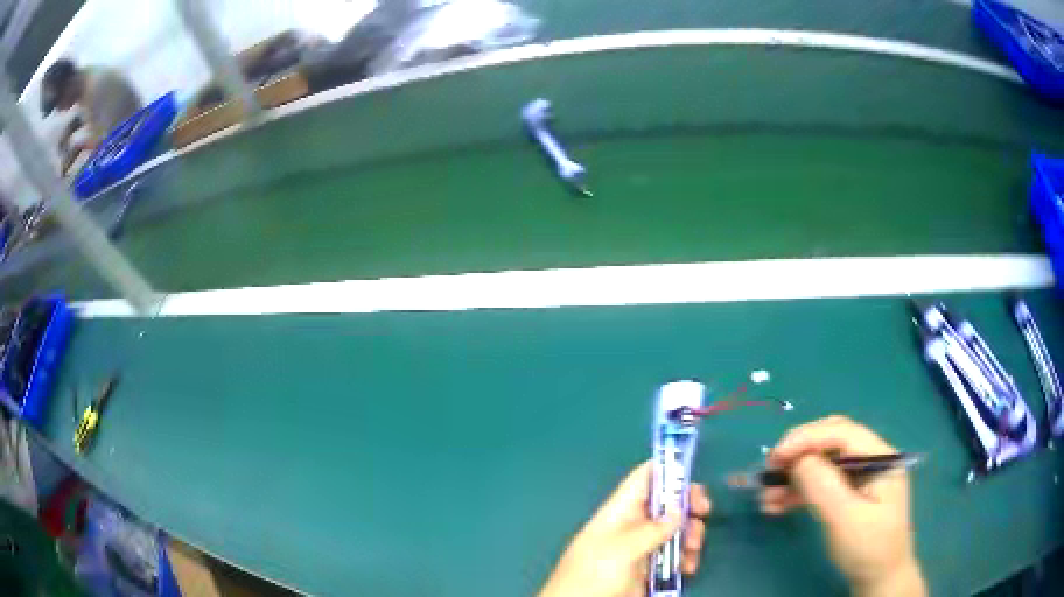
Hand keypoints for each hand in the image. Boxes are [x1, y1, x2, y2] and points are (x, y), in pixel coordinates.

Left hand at [539, 461, 711, 596]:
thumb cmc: (592, 575)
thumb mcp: (620, 550)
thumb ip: (651, 530)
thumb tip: (678, 511)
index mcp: (619, 512)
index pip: (643, 479)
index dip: (667, 468)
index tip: (693, 470)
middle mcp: (633, 527)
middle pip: (667, 504)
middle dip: (688, 505)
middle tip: (703, 512)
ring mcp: (642, 549)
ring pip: (676, 531)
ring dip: (691, 536)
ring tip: (693, 550)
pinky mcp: (650, 571)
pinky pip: (675, 557)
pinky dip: (686, 559)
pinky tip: (689, 569)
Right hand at [760, 416, 925, 596]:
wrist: (878, 578)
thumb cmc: (868, 547)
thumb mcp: (846, 518)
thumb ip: (823, 486)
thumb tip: (796, 460)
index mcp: (880, 456)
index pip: (842, 432)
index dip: (807, 438)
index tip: (775, 457)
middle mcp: (871, 459)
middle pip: (831, 442)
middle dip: (799, 453)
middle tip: (770, 470)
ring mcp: (860, 477)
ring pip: (823, 464)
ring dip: (794, 477)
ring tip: (766, 496)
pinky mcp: (849, 494)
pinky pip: (821, 484)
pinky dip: (799, 492)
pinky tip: (777, 505)